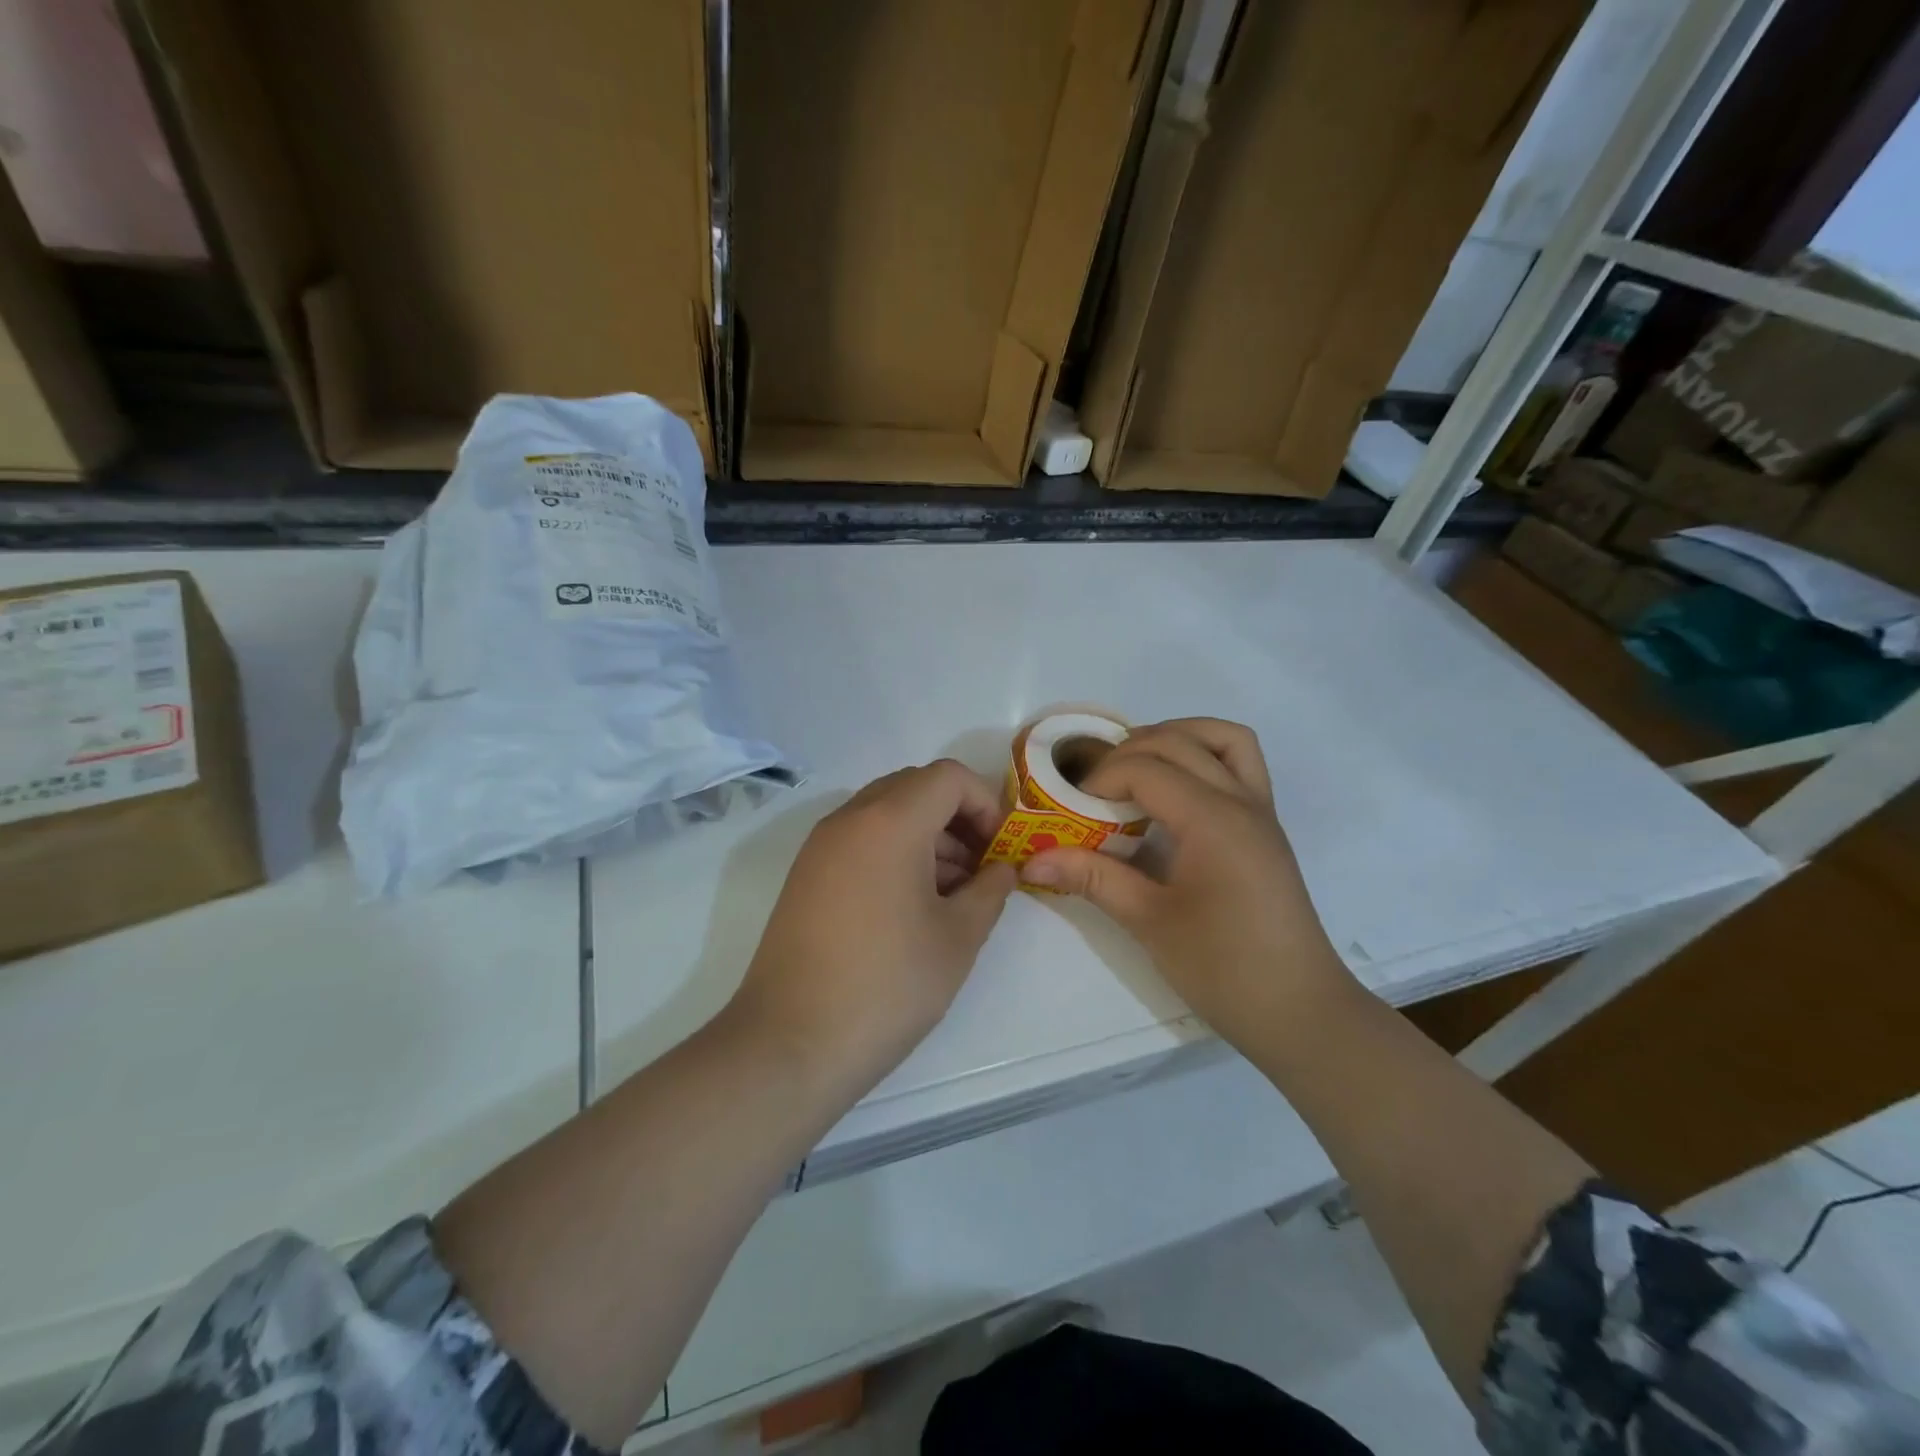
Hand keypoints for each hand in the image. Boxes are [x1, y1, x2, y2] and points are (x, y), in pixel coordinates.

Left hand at [726, 760, 1017, 1102]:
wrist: (790, 1043)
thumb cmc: (887, 984)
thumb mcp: (958, 938)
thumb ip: (990, 891)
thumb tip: (1002, 869)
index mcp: (890, 821)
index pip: (948, 777)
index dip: (984, 804)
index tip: (999, 850)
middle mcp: (850, 818)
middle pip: (915, 787)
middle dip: (956, 818)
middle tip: (979, 869)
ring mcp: (820, 845)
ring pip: (885, 812)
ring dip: (926, 836)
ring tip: (950, 896)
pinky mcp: (805, 874)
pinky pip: (860, 839)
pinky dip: (893, 852)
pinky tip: (909, 906)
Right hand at [1022, 719, 1356, 1049]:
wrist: (1300, 1011)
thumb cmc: (1223, 969)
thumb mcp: (1149, 923)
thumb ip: (1092, 878)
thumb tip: (1030, 859)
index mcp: (1212, 820)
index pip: (1146, 768)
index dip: (1101, 779)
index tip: (1073, 810)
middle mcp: (1241, 800)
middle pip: (1178, 742)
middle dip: (1127, 753)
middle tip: (1094, 791)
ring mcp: (1261, 810)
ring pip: (1222, 737)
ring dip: (1176, 737)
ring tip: (1138, 769)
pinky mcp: (1267, 826)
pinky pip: (1241, 763)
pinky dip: (1205, 755)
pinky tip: (1176, 792)